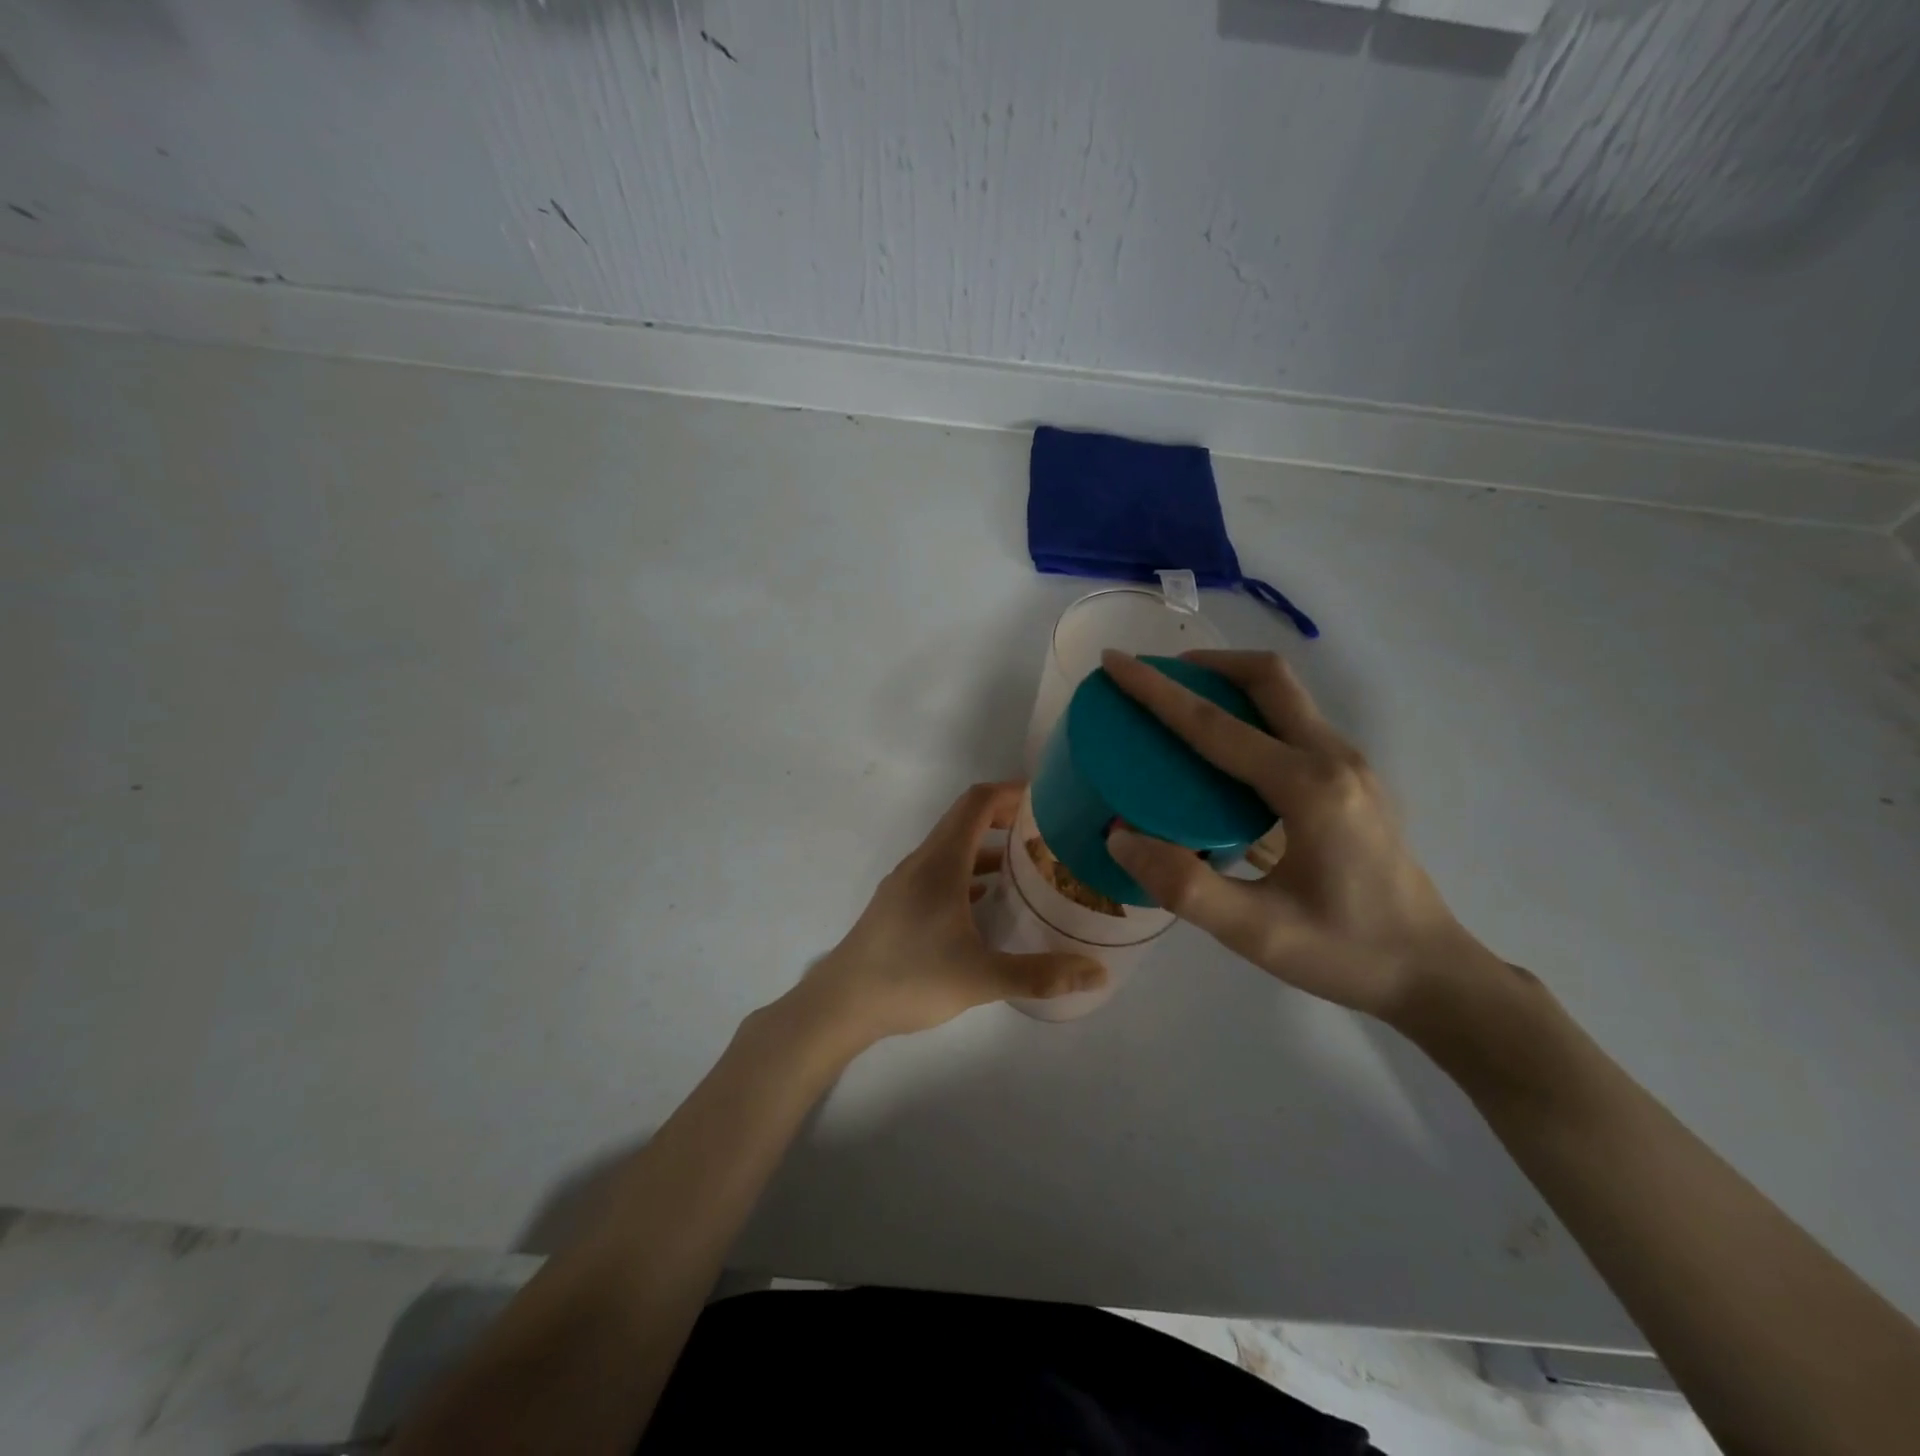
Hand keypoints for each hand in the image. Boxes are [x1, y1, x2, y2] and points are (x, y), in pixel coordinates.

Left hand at [793, 782, 1105, 1048]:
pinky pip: (942, 871)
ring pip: (954, 847)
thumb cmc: (909, 978)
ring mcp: (908, 882)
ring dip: (989, 846)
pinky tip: (991, 902)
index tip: (1049, 798)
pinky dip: (971, 872)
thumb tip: (1098, 973)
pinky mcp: (901, 903)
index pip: (977, 802)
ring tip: (1030, 865)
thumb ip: (1040, 974)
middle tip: (1050, 831)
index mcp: (941, 862)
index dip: (1012, 791)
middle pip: (966, 819)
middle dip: (1007, 816)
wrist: (840, 1004)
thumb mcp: (981, 978)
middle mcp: (923, 861)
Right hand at [1101, 649, 1491, 1024]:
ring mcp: (1352, 765)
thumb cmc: (1345, 953)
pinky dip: (1251, 713)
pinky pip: (1295, 722)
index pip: (1214, 725)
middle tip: (1155, 676)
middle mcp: (1334, 759)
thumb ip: (1184, 886)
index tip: (1114, 662)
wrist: (1432, 973)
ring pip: (1286, 695)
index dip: (1156, 691)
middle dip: (1206, 664)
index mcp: (1308, 788)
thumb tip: (1119, 838)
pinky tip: (1225, 754)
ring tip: (1182, 705)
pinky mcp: (1354, 779)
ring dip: (1230, 683)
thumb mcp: (1257, 933)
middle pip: (1268, 678)